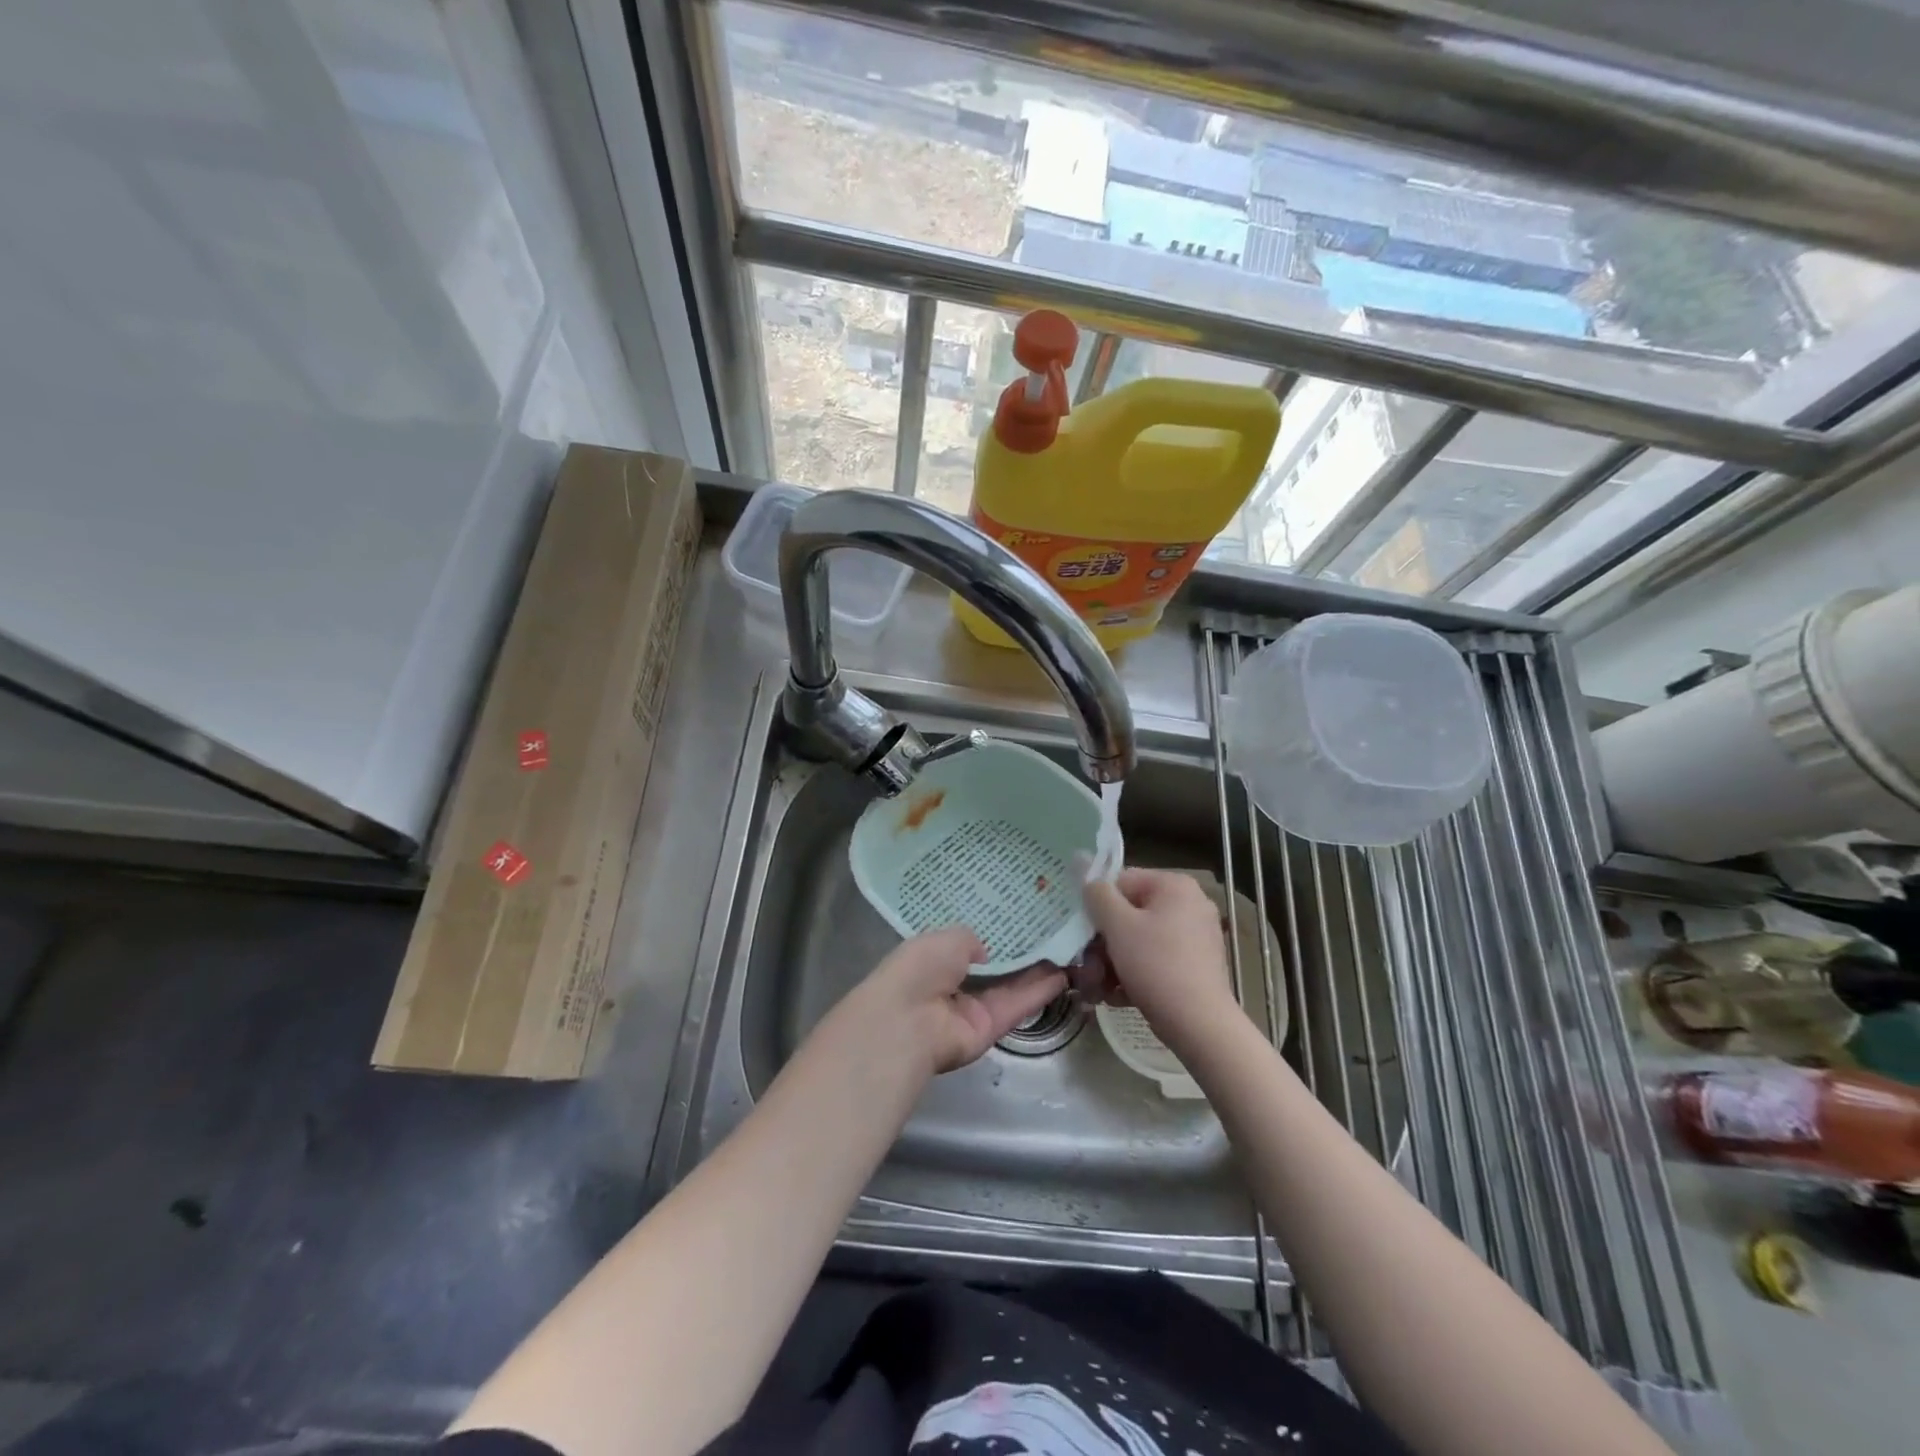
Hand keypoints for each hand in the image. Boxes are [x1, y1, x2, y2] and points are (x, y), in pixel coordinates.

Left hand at [838, 927, 1066, 1076]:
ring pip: (1010, 988)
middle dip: (1020, 954)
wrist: (908, 1021)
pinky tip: (1063, 975)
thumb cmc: (919, 969)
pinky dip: (1039, 992)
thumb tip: (984, 952)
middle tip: (1052, 934)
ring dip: (1037, 972)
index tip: (1018, 919)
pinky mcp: (990, 1029)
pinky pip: (1016, 1006)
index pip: (966, 947)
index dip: (991, 935)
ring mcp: (972, 1010)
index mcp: (934, 959)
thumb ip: (970, 940)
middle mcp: (953, 985)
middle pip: (993, 969)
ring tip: (1066, 952)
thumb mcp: (946, 937)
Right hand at [1076, 868, 1238, 1053]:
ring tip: (1098, 989)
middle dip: (1102, 944)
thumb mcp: (1118, 925)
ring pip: (1139, 941)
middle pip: (1129, 915)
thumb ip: (1097, 894)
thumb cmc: (1156, 965)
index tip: (1083, 934)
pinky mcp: (1195, 965)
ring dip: (1112, 963)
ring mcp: (1195, 936)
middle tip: (1087, 969)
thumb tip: (1087, 873)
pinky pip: (1155, 960)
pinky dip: (1134, 974)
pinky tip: (1117, 996)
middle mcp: (1189, 904)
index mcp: (1174, 886)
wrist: (1199, 1024)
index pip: (1121, 882)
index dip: (1097, 907)